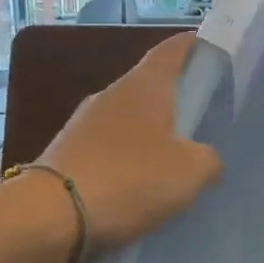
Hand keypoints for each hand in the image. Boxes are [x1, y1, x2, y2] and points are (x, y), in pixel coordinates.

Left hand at [38, 32, 222, 251]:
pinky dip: (124, 166)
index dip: (194, 45)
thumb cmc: (128, 180)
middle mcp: (109, 96)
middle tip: (202, 124)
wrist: (50, 217)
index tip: (213, 50)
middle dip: (174, 102)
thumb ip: (208, 159)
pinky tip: (136, 191)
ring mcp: (82, 126)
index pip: (172, 50)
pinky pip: (106, 154)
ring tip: (171, 166)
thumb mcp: (190, 172)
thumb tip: (204, 159)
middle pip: (149, 89)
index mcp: (143, 86)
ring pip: (126, 124)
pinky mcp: (65, 157)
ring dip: (148, 139)